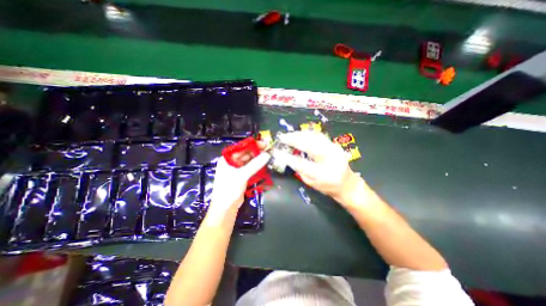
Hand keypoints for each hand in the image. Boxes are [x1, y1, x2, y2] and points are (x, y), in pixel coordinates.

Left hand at [209, 151, 268, 213]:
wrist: (225, 208)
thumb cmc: (229, 189)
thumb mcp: (242, 175)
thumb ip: (255, 164)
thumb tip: (267, 154)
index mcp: (227, 159)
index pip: (241, 148)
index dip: (252, 145)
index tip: (264, 144)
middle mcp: (231, 163)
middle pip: (245, 154)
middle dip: (256, 152)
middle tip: (268, 150)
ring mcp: (236, 170)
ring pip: (249, 161)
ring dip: (257, 159)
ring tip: (268, 157)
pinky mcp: (241, 177)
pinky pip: (250, 168)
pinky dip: (256, 167)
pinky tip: (264, 165)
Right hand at [278, 130, 365, 209]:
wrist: (348, 184)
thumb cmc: (328, 187)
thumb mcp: (311, 183)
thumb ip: (299, 170)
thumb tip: (288, 158)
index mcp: (322, 174)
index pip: (301, 163)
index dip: (287, 157)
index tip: (277, 151)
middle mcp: (330, 159)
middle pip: (309, 145)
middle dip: (294, 139)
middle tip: (283, 137)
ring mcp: (334, 149)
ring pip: (314, 137)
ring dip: (300, 134)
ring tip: (290, 135)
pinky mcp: (334, 144)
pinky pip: (318, 136)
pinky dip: (307, 134)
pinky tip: (300, 134)